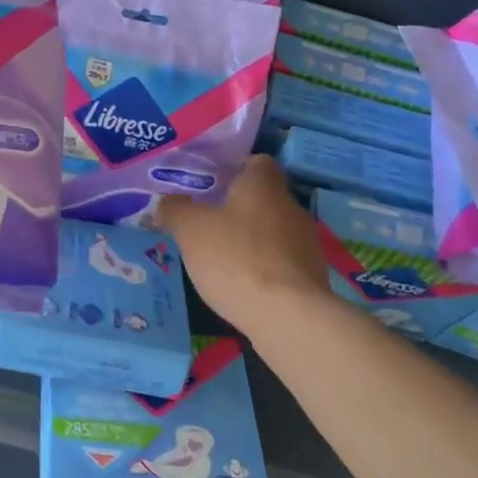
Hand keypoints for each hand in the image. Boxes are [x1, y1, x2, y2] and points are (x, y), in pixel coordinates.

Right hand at [157, 155, 331, 332]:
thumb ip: (175, 210)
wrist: (288, 316)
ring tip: (219, 257)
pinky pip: (281, 261)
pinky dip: (262, 267)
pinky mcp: (311, 276)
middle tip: (205, 221)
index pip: (256, 162)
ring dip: (250, 239)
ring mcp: (306, 242)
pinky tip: (241, 284)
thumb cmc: (235, 258)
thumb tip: (165, 202)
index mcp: (263, 185)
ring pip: (272, 230)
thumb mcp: (190, 230)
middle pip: (262, 198)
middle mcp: (291, 206)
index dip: (234, 169)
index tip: (210, 184)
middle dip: (237, 208)